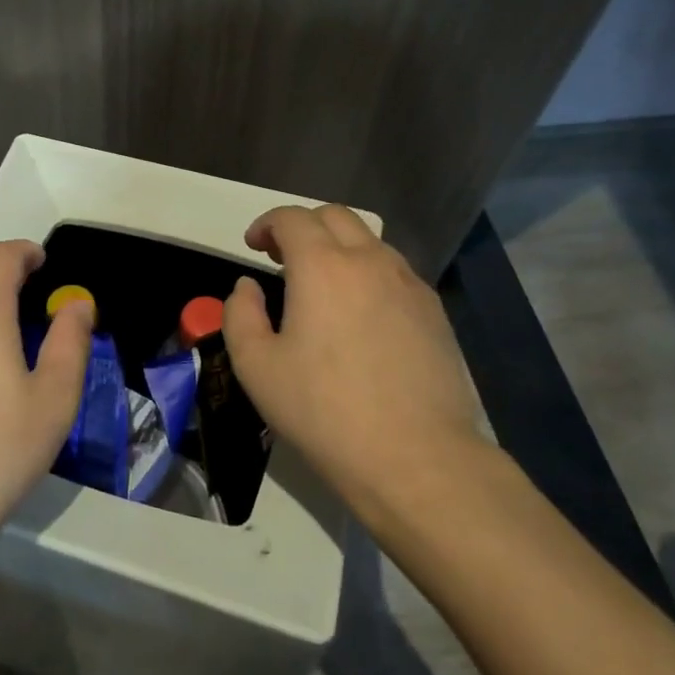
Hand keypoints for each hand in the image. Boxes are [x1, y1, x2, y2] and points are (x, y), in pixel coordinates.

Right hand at [222, 204, 485, 512]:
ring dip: (338, 247)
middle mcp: (369, 261)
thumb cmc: (324, 411)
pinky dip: (368, 272)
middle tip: (282, 258)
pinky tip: (361, 313)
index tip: (253, 246)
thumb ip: (240, 315)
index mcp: (322, 266)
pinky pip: (395, 271)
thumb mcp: (256, 367)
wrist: (416, 457)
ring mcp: (409, 284)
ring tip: (322, 286)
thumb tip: (247, 287)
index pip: (292, 218)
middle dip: (303, 226)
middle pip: (335, 216)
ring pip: (370, 241)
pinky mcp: (434, 311)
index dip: (266, 224)